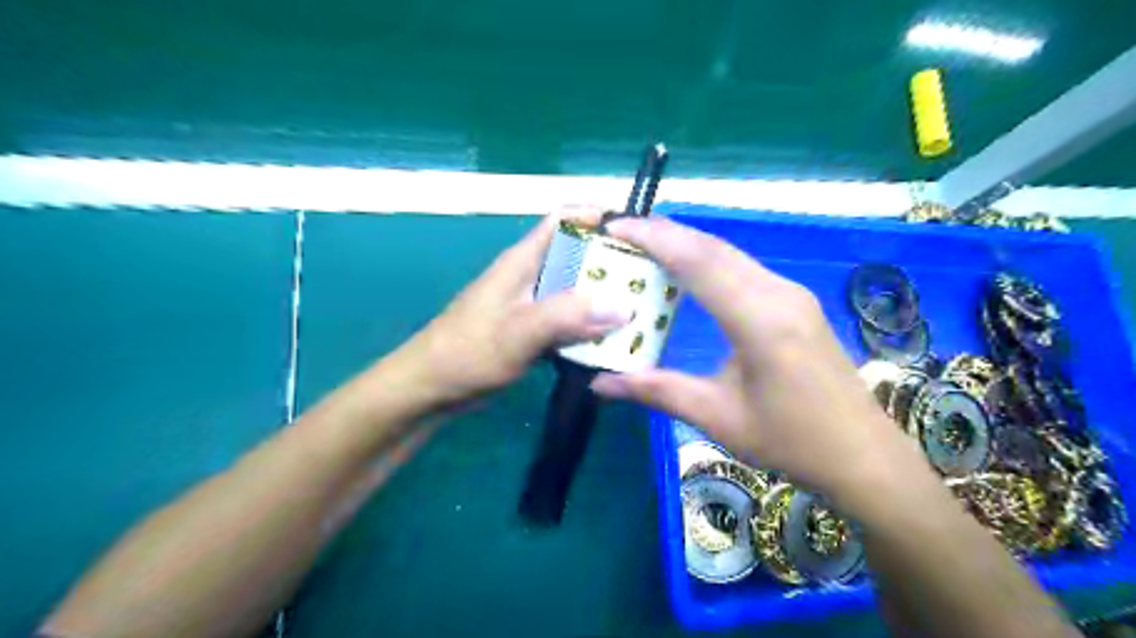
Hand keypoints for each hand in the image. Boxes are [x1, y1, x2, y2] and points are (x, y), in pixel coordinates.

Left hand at [397, 208, 629, 404]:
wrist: (432, 388)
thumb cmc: (468, 352)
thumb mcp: (519, 331)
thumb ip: (568, 316)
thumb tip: (623, 307)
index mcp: (524, 260)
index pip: (563, 219)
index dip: (597, 215)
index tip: (637, 233)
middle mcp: (531, 276)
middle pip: (577, 255)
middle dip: (612, 262)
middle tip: (650, 279)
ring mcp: (531, 304)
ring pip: (575, 290)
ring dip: (603, 298)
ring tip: (642, 309)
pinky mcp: (531, 330)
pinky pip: (568, 319)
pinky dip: (589, 325)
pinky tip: (612, 341)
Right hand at [589, 218, 927, 510]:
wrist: (862, 454)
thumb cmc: (790, 441)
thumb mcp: (716, 417)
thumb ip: (657, 391)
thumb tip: (599, 383)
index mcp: (759, 320)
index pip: (698, 262)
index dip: (654, 239)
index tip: (616, 227)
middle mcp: (778, 294)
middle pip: (713, 248)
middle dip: (665, 233)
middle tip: (622, 231)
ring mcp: (791, 294)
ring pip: (729, 254)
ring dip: (686, 244)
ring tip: (645, 244)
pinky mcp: (795, 302)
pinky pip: (743, 268)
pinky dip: (707, 260)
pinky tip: (687, 269)